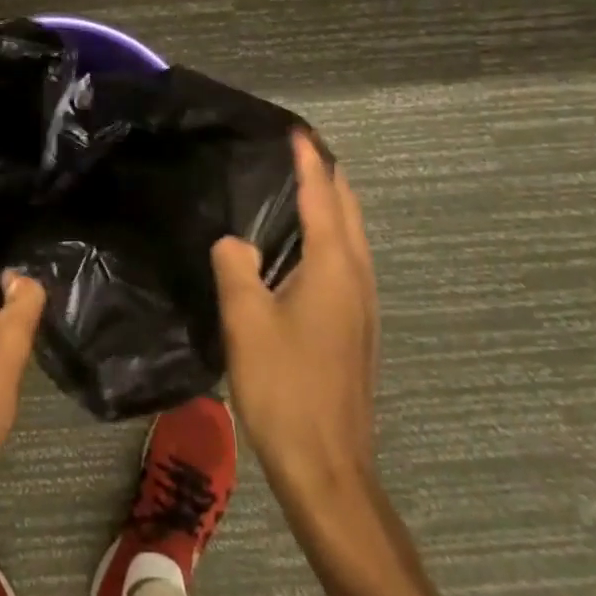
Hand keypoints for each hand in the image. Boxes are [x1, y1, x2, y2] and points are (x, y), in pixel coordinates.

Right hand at [211, 130, 377, 492]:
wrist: (326, 466)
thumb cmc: (284, 386)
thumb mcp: (245, 320)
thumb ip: (235, 265)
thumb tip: (234, 241)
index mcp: (333, 267)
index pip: (322, 197)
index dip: (309, 161)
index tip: (295, 130)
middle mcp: (357, 277)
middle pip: (348, 211)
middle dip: (328, 175)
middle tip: (298, 149)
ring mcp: (361, 305)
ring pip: (352, 236)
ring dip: (332, 204)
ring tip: (303, 183)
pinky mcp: (355, 327)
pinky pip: (346, 260)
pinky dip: (331, 233)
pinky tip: (305, 245)